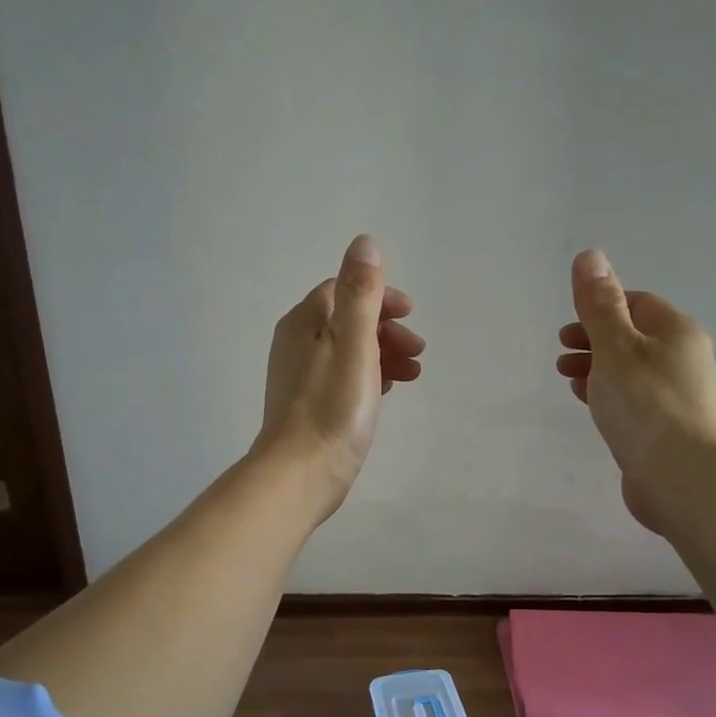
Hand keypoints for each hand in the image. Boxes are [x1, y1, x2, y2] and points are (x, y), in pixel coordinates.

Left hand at [256, 235, 423, 518]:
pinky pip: (345, 377)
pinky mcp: (310, 405)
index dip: (380, 297)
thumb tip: (364, 243)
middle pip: (348, 321)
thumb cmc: (332, 406)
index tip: (410, 315)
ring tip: (413, 375)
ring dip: (384, 354)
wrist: (301, 473)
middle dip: (387, 329)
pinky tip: (388, 393)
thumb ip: (360, 294)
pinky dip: (370, 376)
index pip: (343, 290)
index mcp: (304, 322)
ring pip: (350, 351)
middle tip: (418, 350)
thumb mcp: (354, 343)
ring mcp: (301, 376)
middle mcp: (297, 343)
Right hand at [556, 249, 715, 529]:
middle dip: (594, 339)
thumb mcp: (615, 345)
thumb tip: (590, 255)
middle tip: (562, 352)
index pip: (638, 304)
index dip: (601, 307)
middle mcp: (683, 359)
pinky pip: (632, 399)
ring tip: (567, 378)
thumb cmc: (645, 402)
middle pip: (632, 337)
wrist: (678, 476)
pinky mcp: (666, 428)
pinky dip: (607, 394)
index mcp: (678, 332)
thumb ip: (599, 304)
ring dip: (596, 367)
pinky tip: (587, 403)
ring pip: (629, 370)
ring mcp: (676, 396)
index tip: (571, 326)